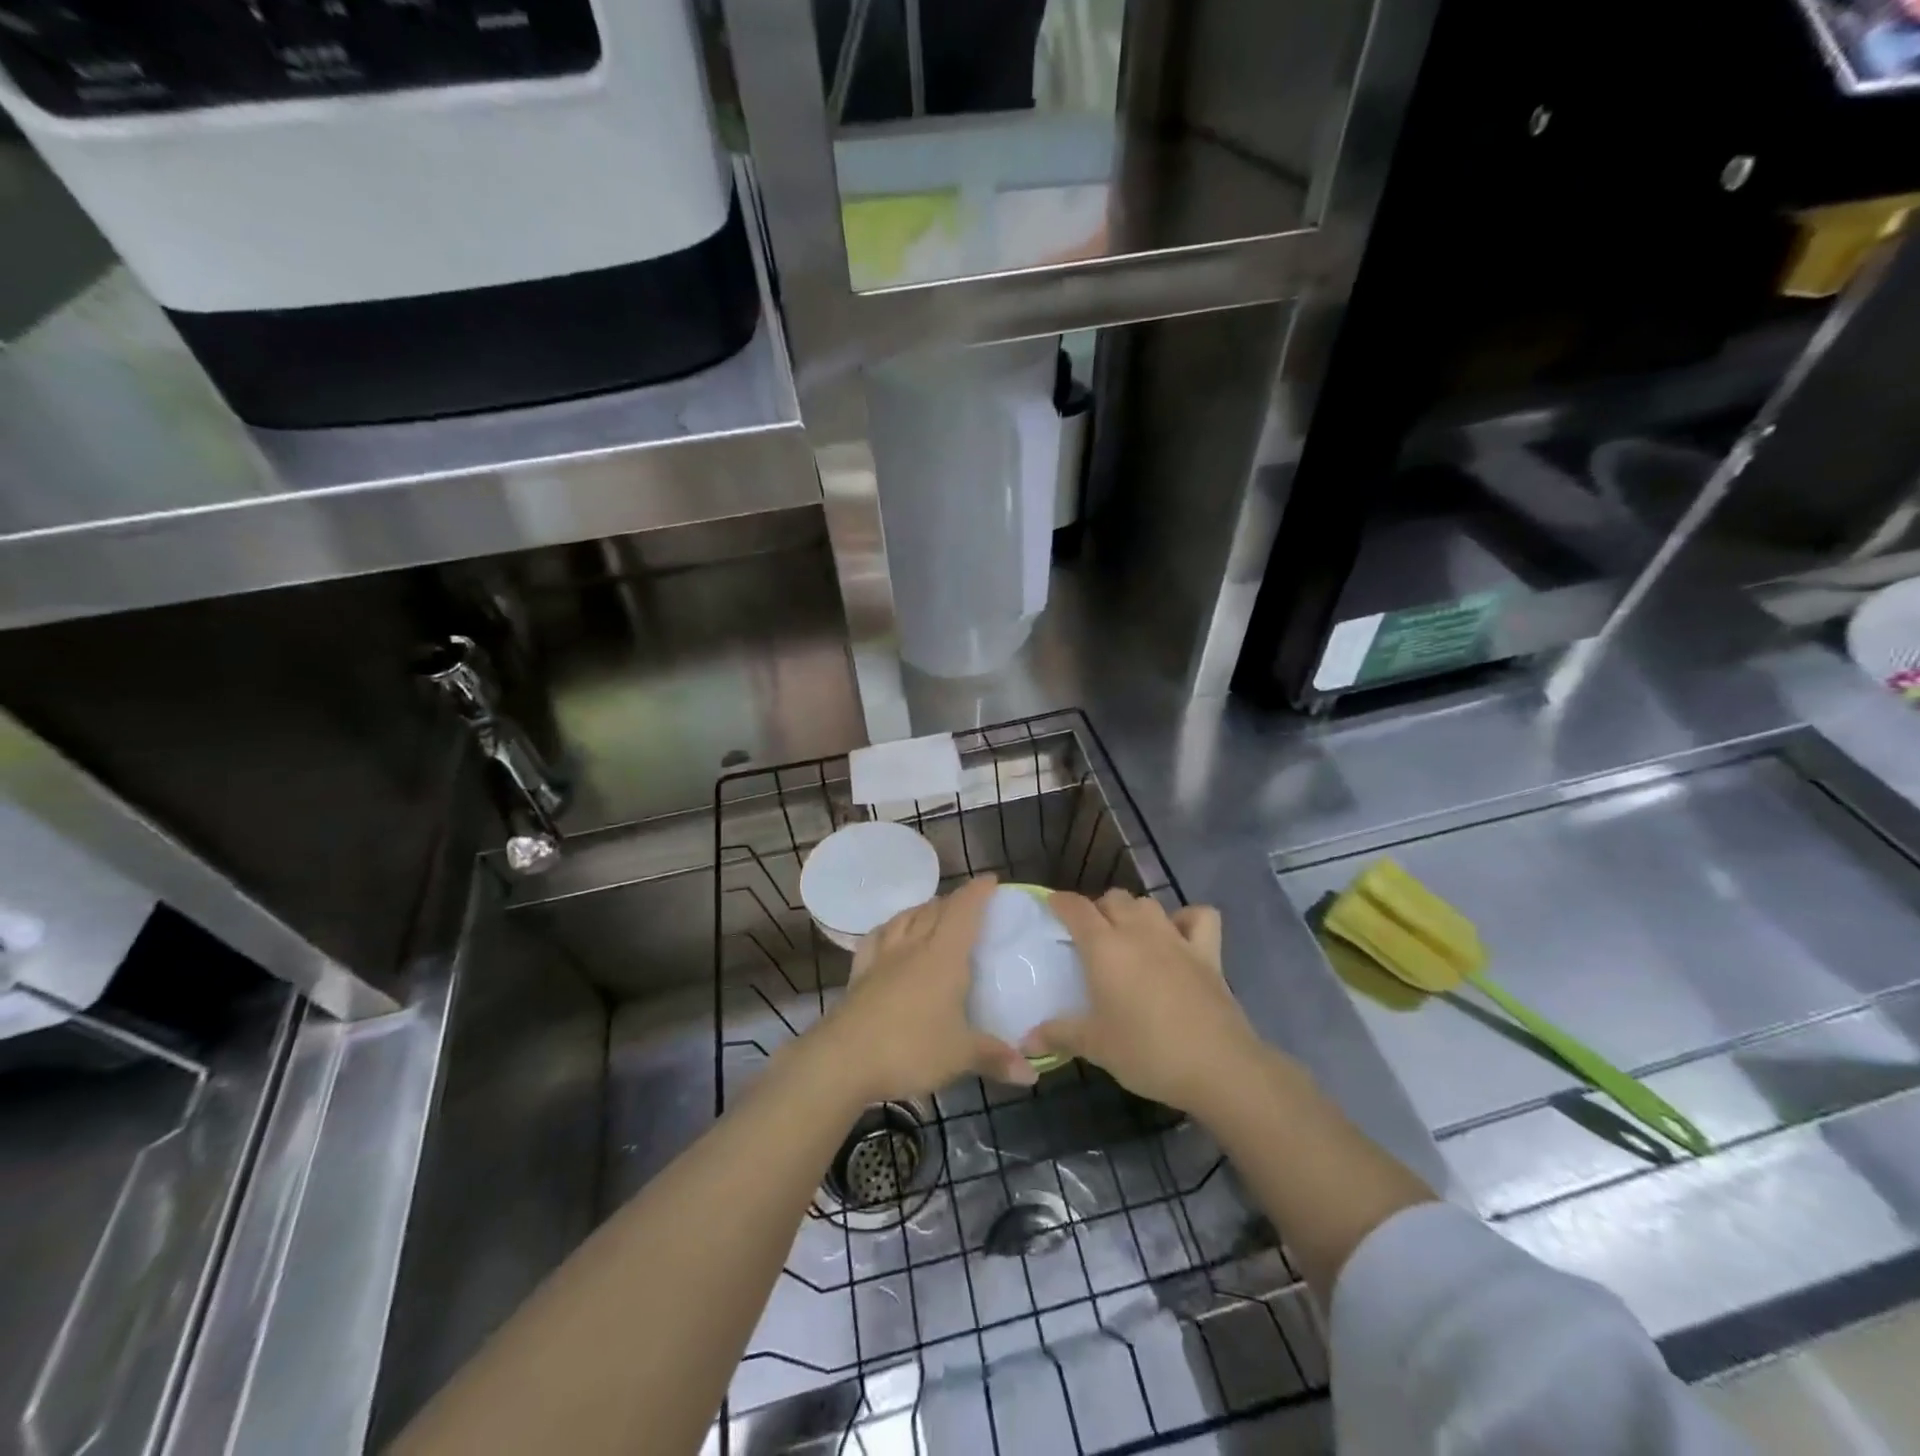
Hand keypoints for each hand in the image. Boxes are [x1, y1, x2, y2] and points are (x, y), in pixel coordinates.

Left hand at [811, 876, 1032, 1104]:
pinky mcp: (860, 973)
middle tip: (969, 905)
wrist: (843, 1059)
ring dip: (922, 909)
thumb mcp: (960, 1056)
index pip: (964, 910)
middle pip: (934, 909)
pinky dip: (889, 928)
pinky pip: (877, 938)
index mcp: (944, 956)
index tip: (991, 880)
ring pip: (905, 918)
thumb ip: (996, 1058)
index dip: (978, 892)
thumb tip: (1032, 1074)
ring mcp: (883, 957)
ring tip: (933, 912)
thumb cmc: (910, 1049)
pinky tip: (890, 933)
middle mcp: (914, 946)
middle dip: (954, 901)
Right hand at [1026, 889, 1270, 1116]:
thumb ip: (1059, 1035)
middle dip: (1099, 908)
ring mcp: (1176, 938)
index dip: (1061, 902)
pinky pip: (1199, 917)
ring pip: (1149, 903)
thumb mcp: (1096, 1047)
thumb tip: (1026, 1039)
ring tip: (1128, 934)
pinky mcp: (1208, 952)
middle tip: (1090, 936)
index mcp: (1105, 947)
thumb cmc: (1147, 1052)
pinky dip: (1187, 918)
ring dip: (1134, 912)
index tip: (1051, 906)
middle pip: (1114, 898)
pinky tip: (1179, 935)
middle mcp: (1138, 932)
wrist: (1218, 1066)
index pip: (1076, 908)